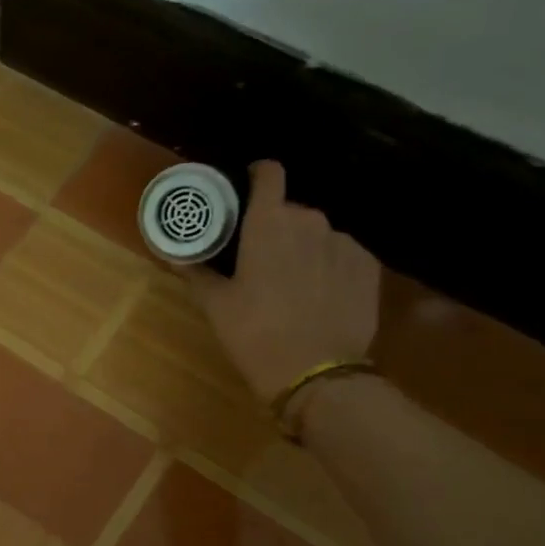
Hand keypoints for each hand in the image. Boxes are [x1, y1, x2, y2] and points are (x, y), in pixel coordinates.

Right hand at [190, 160, 381, 404]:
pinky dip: (329, 266)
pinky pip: (342, 254)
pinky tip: (319, 296)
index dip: (259, 174)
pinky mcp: (368, 266)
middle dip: (276, 227)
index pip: (269, 173)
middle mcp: (310, 221)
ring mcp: (344, 242)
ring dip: (304, 248)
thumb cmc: (255, 333)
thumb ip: (196, 273)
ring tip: (293, 283)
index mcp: (269, 223)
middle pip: (291, 210)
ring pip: (318, 234)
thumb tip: (176, 255)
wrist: (316, 372)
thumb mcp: (216, 306)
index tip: (248, 188)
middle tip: (260, 258)